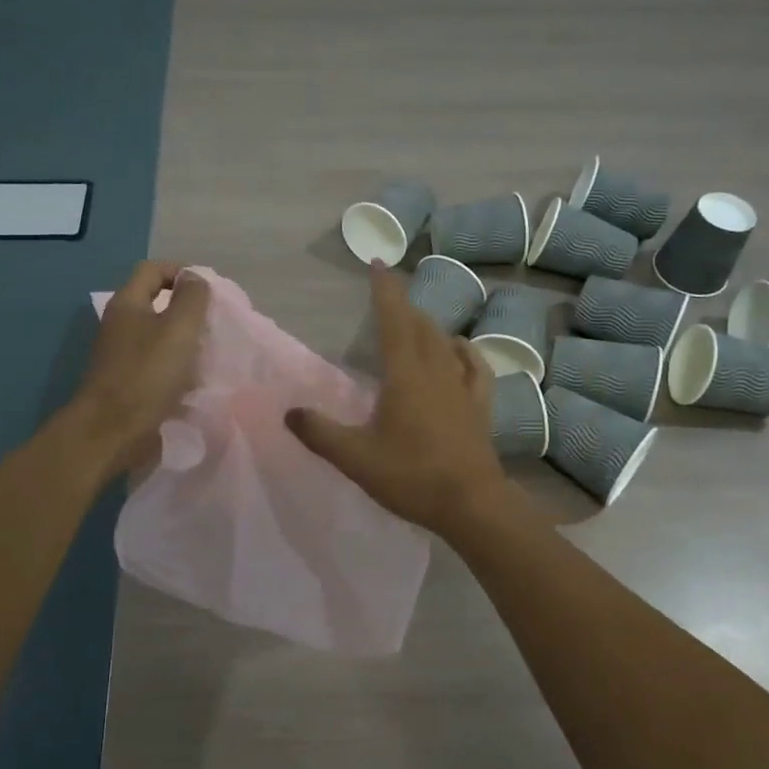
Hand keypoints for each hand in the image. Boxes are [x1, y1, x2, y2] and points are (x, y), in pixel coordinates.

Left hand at [67, 261, 209, 474]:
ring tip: (207, 353)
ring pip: (158, 335)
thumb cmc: (147, 375)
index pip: (153, 269)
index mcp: (128, 303)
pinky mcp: (125, 380)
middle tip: (213, 324)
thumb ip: (192, 298)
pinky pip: (155, 362)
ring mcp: (120, 353)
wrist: (111, 431)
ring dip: (183, 341)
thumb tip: (194, 278)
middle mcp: (119, 323)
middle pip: (156, 302)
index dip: (182, 272)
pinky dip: (174, 366)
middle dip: (187, 310)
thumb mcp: (179, 329)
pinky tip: (191, 380)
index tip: (209, 293)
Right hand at [286, 261, 511, 535]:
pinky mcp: (480, 406)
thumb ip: (319, 432)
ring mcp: (462, 387)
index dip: (385, 290)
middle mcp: (436, 371)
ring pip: (445, 342)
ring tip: (414, 321)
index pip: (394, 319)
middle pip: (420, 325)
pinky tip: (460, 349)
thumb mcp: (355, 458)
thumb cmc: (411, 476)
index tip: (378, 262)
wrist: (472, 505)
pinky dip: (464, 351)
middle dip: (403, 304)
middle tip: (387, 295)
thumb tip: (289, 412)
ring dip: (428, 325)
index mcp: (405, 375)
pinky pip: (475, 367)